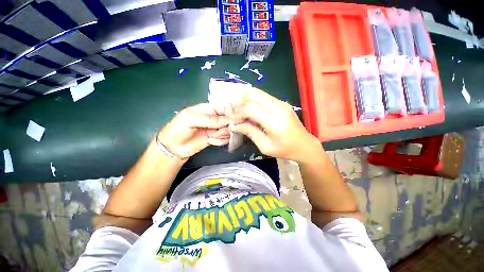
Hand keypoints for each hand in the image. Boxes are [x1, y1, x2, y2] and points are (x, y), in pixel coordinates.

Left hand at [157, 103, 229, 159]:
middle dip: (225, 126)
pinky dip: (220, 141)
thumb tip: (227, 120)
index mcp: (208, 109)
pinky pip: (225, 139)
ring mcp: (215, 129)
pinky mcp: (216, 138)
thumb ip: (209, 119)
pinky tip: (211, 141)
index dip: (230, 113)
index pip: (224, 108)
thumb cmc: (178, 129)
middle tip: (217, 131)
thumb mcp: (190, 119)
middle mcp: (214, 118)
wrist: (173, 147)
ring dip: (222, 134)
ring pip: (228, 130)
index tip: (231, 120)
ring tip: (212, 137)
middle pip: (229, 120)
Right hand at [229, 87, 319, 161]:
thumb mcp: (265, 147)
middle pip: (253, 94)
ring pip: (257, 92)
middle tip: (236, 114)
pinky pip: (263, 96)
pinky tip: (251, 112)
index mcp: (276, 123)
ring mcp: (282, 103)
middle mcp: (279, 108)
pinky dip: (253, 101)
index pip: (252, 108)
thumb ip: (250, 133)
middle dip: (240, 102)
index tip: (233, 119)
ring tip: (242, 113)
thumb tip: (234, 125)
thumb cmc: (285, 150)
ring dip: (246, 101)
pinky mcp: (282, 102)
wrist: (305, 145)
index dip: (239, 112)